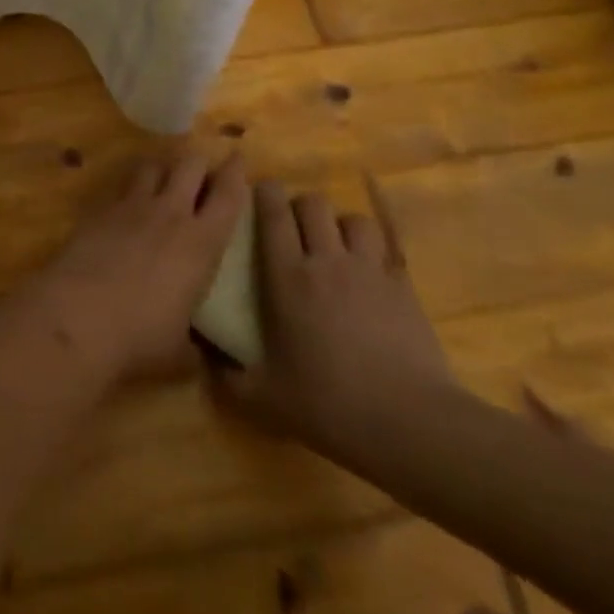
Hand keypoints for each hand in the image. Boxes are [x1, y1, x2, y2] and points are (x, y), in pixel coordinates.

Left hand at [23, 148, 247, 383]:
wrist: (77, 317)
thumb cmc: (139, 337)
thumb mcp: (178, 352)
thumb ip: (196, 347)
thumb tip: (205, 358)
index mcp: (200, 242)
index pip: (227, 195)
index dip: (235, 172)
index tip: (238, 157)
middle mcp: (169, 213)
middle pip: (189, 165)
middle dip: (199, 162)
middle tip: (202, 170)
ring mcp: (131, 207)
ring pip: (153, 166)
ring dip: (163, 167)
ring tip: (164, 176)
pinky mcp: (99, 210)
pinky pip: (120, 187)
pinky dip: (129, 189)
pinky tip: (126, 204)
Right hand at [218, 181, 454, 448]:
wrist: (409, 422)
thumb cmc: (327, 404)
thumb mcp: (264, 398)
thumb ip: (227, 376)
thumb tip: (204, 360)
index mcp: (288, 278)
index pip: (274, 214)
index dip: (265, 193)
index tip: (258, 192)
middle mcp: (327, 261)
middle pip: (314, 204)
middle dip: (300, 207)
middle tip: (294, 229)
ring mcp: (369, 270)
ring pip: (353, 219)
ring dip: (340, 226)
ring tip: (336, 247)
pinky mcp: (403, 287)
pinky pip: (385, 250)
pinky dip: (373, 253)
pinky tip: (370, 277)